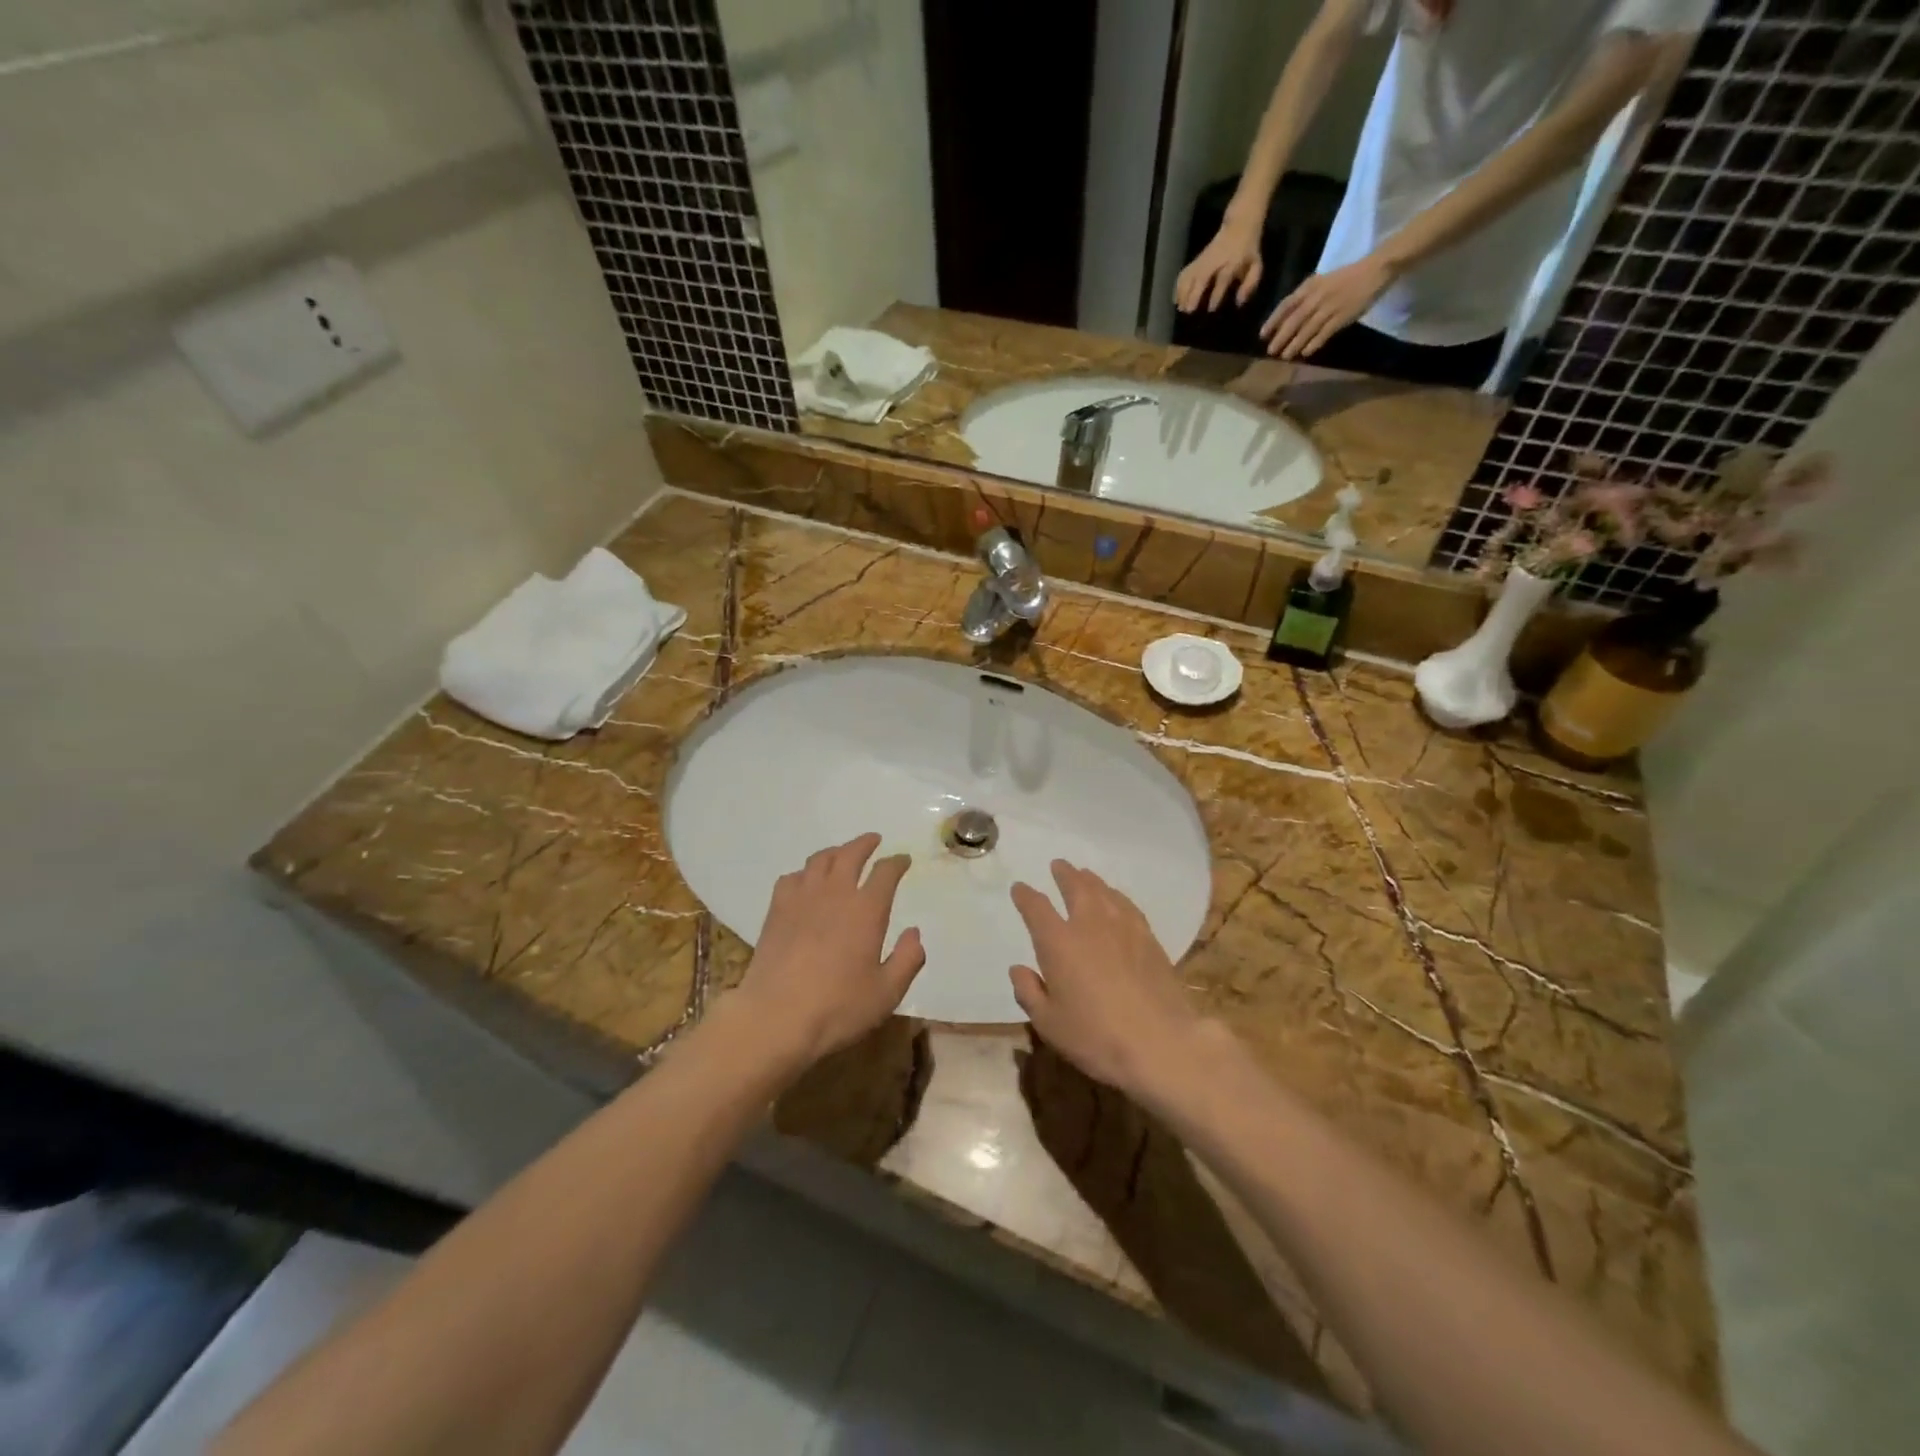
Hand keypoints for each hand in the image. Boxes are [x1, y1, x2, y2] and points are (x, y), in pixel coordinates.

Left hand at [737, 834, 924, 1068]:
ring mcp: (801, 899)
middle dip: (865, 844)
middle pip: (850, 854)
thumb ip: (907, 960)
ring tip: (842, 854)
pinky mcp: (776, 911)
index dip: (897, 862)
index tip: (903, 860)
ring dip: (835, 852)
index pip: (886, 873)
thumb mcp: (886, 993)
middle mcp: (835, 894)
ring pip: (819, 860)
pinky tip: (805, 882)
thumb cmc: (837, 1008)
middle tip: (873, 840)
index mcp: (866, 910)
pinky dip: (804, 873)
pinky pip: (792, 878)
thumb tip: (914, 932)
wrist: (775, 1017)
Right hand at [1009, 860, 1207, 1098]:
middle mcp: (1089, 925)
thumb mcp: (1049, 1023)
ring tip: (1085, 874)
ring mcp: (1123, 928)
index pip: (1036, 908)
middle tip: (1058, 865)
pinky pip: (1127, 905)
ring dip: (1091, 880)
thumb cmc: (1096, 1036)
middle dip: (1064, 874)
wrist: (1160, 1042)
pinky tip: (1117, 899)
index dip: (1025, 896)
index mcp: (1058, 942)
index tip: (1020, 888)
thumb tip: (1018, 969)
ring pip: (1104, 892)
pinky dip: (1116, 896)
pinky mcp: (1149, 938)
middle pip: (1076, 888)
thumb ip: (1029, 992)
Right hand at [1175, 215, 1264, 313]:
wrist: (1239, 225)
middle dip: (1194, 294)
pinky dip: (1178, 286)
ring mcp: (1204, 260)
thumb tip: (1239, 302)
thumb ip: (1249, 284)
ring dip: (1183, 292)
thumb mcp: (1256, 265)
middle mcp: (1215, 261)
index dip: (1216, 293)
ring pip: (1190, 274)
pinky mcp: (1196, 260)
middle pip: (1201, 277)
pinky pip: (1184, 273)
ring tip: (1180, 307)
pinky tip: (1176, 299)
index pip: (1223, 278)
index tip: (1211, 309)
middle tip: (1188, 312)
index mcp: (1232, 261)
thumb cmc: (1248, 249)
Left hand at [1260, 253, 1399, 358]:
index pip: (1286, 304)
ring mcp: (1330, 306)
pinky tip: (1306, 353)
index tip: (1262, 335)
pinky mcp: (1343, 315)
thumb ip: (1305, 295)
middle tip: (1271, 351)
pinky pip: (1325, 332)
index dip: (1273, 320)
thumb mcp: (1322, 281)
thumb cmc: (1347, 276)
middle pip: (1294, 320)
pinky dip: (1314, 343)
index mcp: (1311, 286)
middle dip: (1281, 336)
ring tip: (1285, 356)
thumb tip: (1287, 315)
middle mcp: (1318, 296)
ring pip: (1308, 328)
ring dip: (1295, 344)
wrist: (1375, 269)